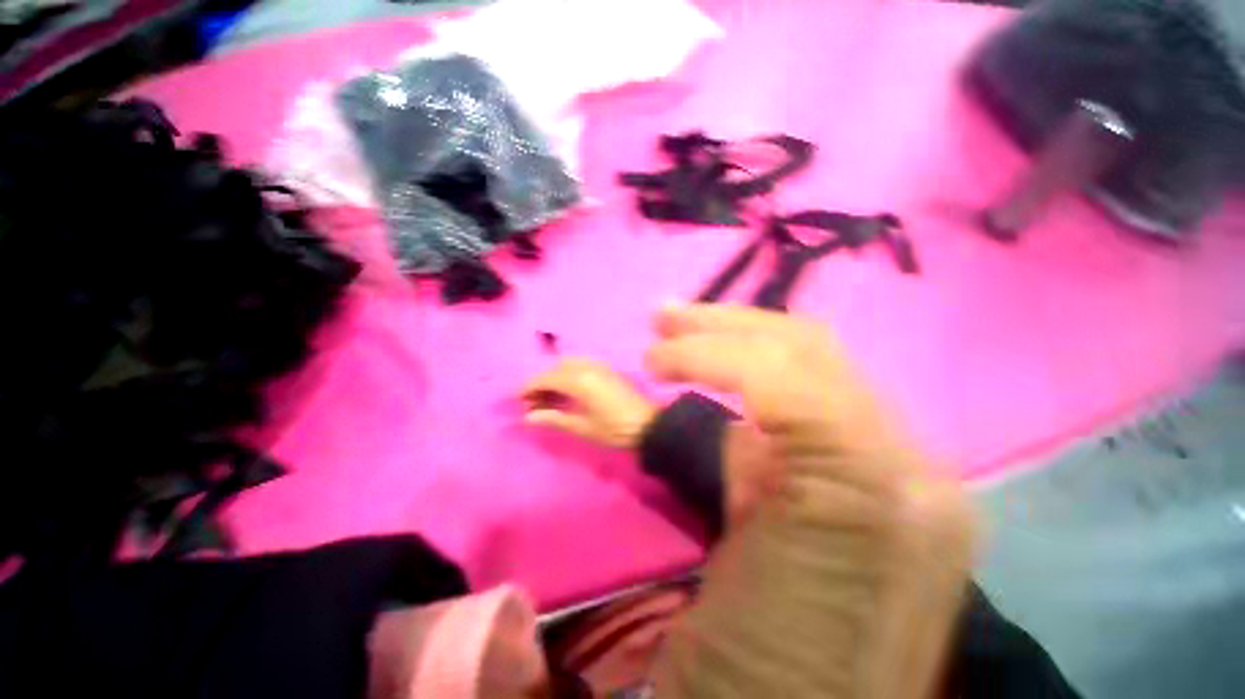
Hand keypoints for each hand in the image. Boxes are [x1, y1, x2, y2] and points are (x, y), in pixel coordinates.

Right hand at [521, 358, 657, 449]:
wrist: (648, 424)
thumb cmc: (614, 430)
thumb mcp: (582, 428)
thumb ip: (554, 419)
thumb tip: (528, 417)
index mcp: (579, 381)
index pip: (546, 378)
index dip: (528, 387)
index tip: (517, 400)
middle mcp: (587, 367)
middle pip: (555, 368)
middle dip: (540, 382)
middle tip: (532, 402)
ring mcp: (598, 366)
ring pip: (566, 364)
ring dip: (553, 376)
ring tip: (547, 397)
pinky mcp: (606, 369)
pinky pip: (579, 364)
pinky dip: (567, 373)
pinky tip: (566, 389)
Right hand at [647, 304, 974, 698]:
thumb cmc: (764, 676)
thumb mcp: (737, 582)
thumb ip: (741, 477)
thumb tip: (729, 419)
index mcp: (873, 499)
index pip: (793, 376)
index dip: (712, 352)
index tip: (651, 359)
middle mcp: (906, 467)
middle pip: (810, 351)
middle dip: (726, 325)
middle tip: (665, 317)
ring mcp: (897, 467)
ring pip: (814, 363)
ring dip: (743, 338)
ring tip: (687, 330)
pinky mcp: (874, 477)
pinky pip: (811, 397)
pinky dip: (759, 374)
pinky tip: (724, 373)